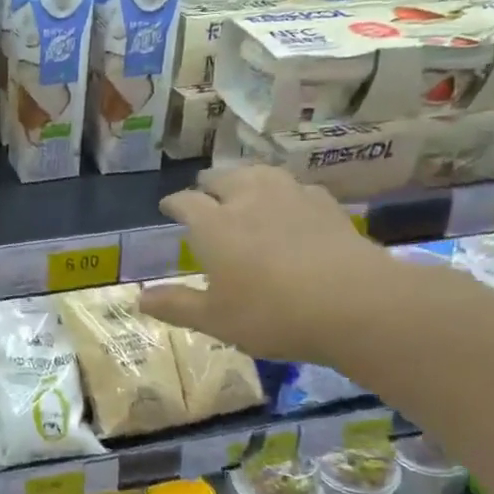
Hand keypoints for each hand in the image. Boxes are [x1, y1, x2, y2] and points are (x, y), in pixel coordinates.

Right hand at [139, 166, 397, 361]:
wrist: (354, 304)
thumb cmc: (271, 314)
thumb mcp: (214, 319)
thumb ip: (176, 305)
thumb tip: (139, 298)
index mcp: (214, 226)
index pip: (186, 202)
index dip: (174, 202)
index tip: (167, 206)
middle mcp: (248, 200)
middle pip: (224, 178)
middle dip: (209, 183)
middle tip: (204, 190)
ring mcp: (291, 197)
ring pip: (262, 174)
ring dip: (246, 177)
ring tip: (243, 184)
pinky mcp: (326, 205)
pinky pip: (298, 187)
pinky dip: (285, 190)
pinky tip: (290, 201)